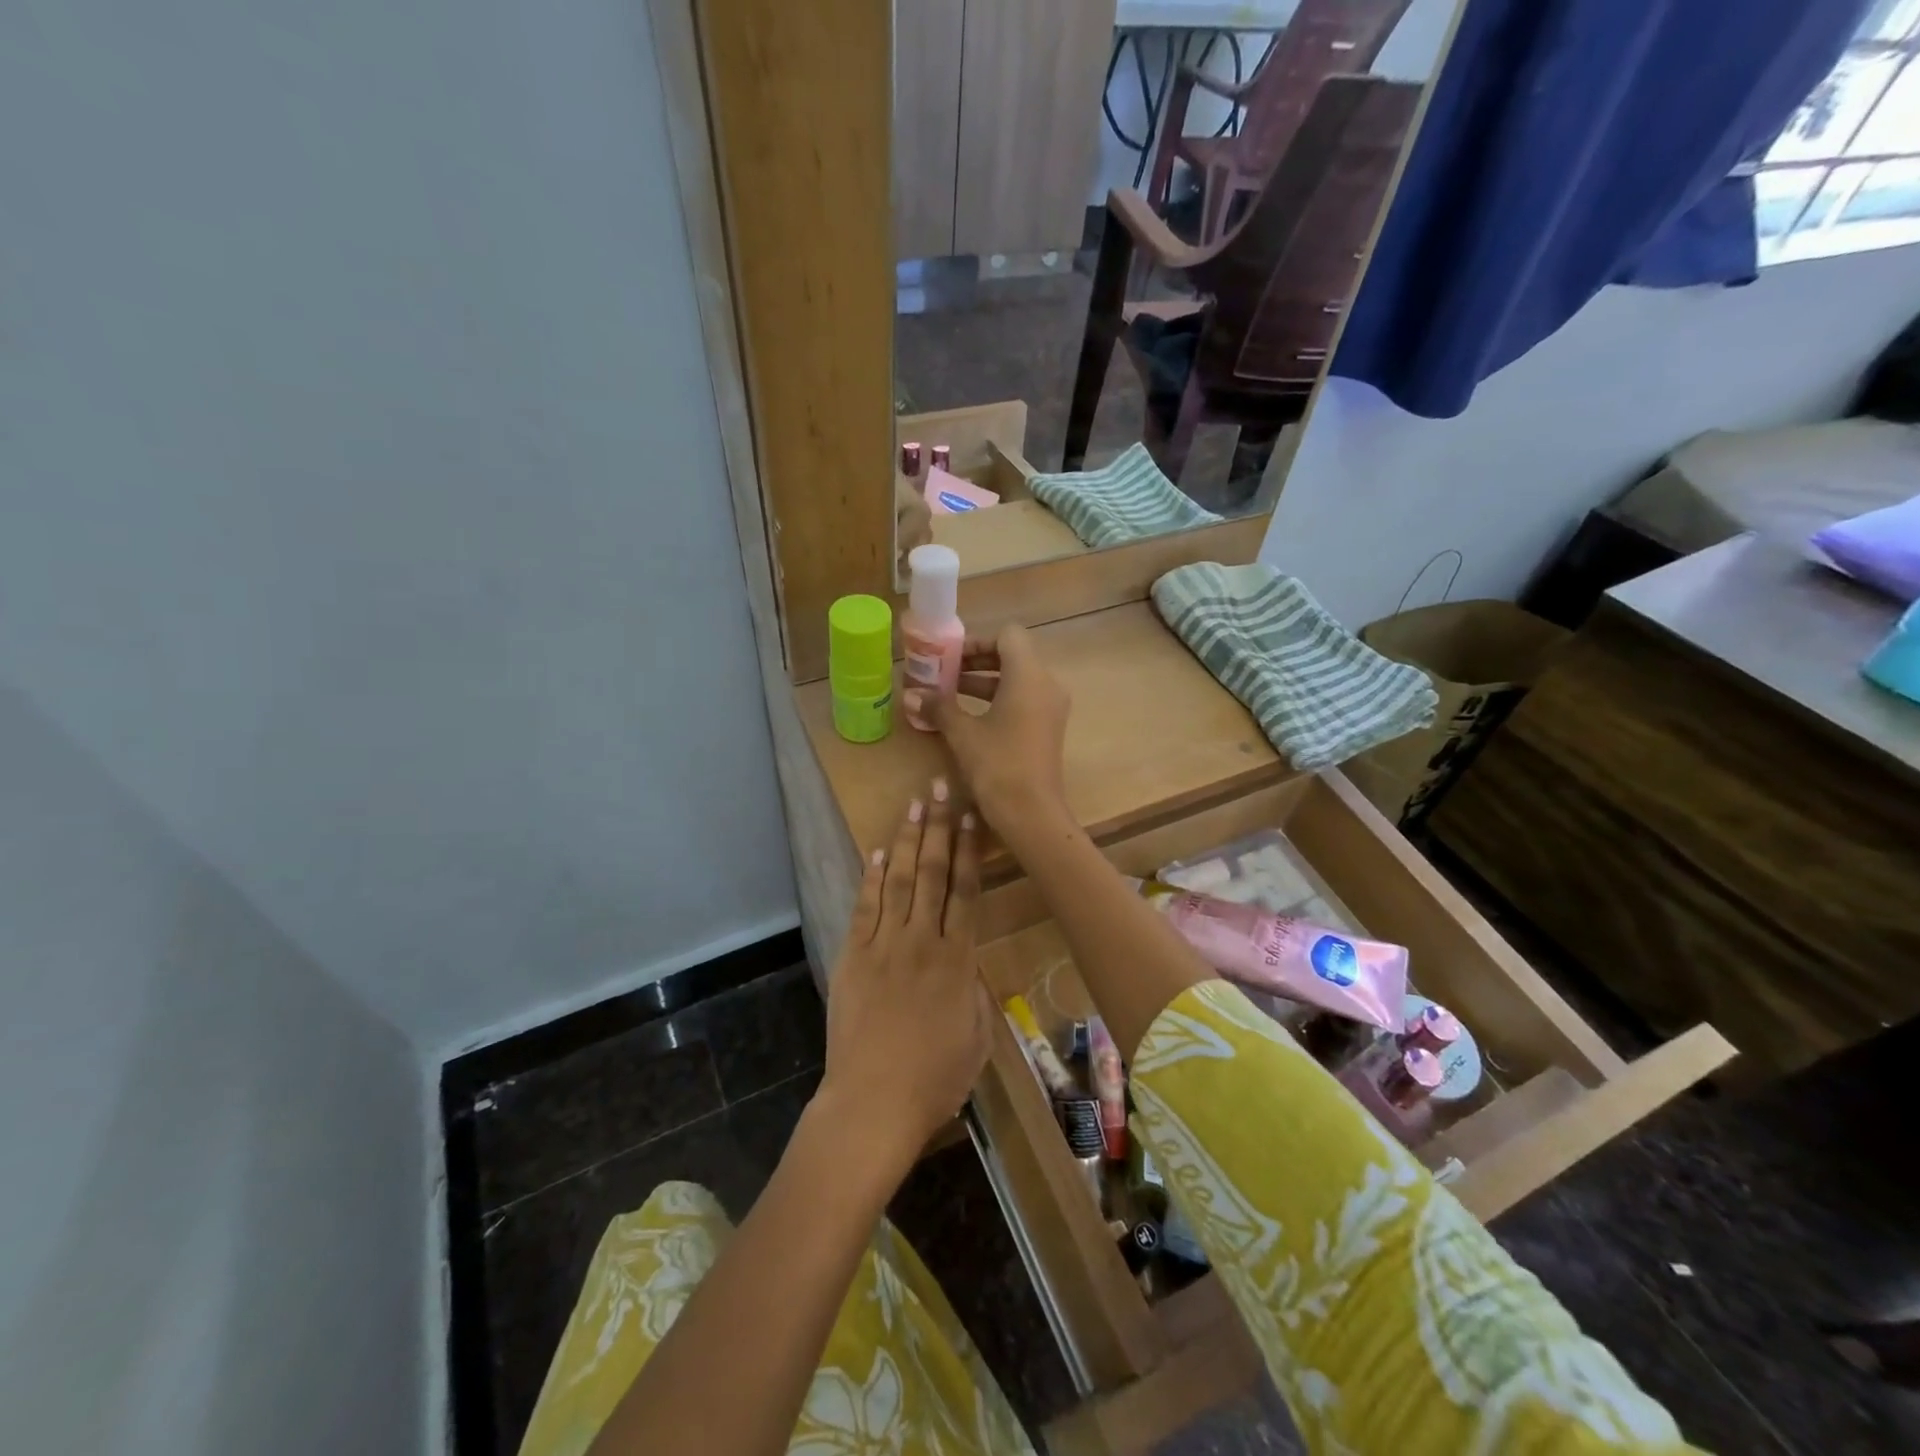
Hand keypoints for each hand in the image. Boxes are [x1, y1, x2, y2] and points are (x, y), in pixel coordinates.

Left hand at [816, 779, 989, 1174]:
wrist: (873, 1103)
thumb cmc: (935, 1079)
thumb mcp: (976, 1036)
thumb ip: (974, 989)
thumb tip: (968, 961)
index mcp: (958, 960)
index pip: (965, 891)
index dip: (969, 850)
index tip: (971, 816)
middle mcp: (922, 941)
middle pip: (932, 873)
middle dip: (938, 827)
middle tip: (940, 788)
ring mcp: (884, 946)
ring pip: (899, 881)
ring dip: (906, 840)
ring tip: (914, 805)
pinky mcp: (854, 957)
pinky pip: (864, 908)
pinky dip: (871, 878)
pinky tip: (877, 852)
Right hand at [903, 623, 1071, 839]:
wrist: (1032, 813)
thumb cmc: (998, 765)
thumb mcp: (962, 734)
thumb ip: (938, 707)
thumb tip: (910, 694)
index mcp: (1029, 676)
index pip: (1008, 636)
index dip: (977, 641)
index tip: (950, 658)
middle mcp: (1046, 684)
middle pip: (1013, 656)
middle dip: (976, 663)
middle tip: (944, 674)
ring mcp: (1051, 708)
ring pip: (1017, 680)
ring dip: (984, 683)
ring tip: (948, 696)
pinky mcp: (1048, 729)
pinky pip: (1023, 701)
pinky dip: (998, 701)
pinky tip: (969, 719)